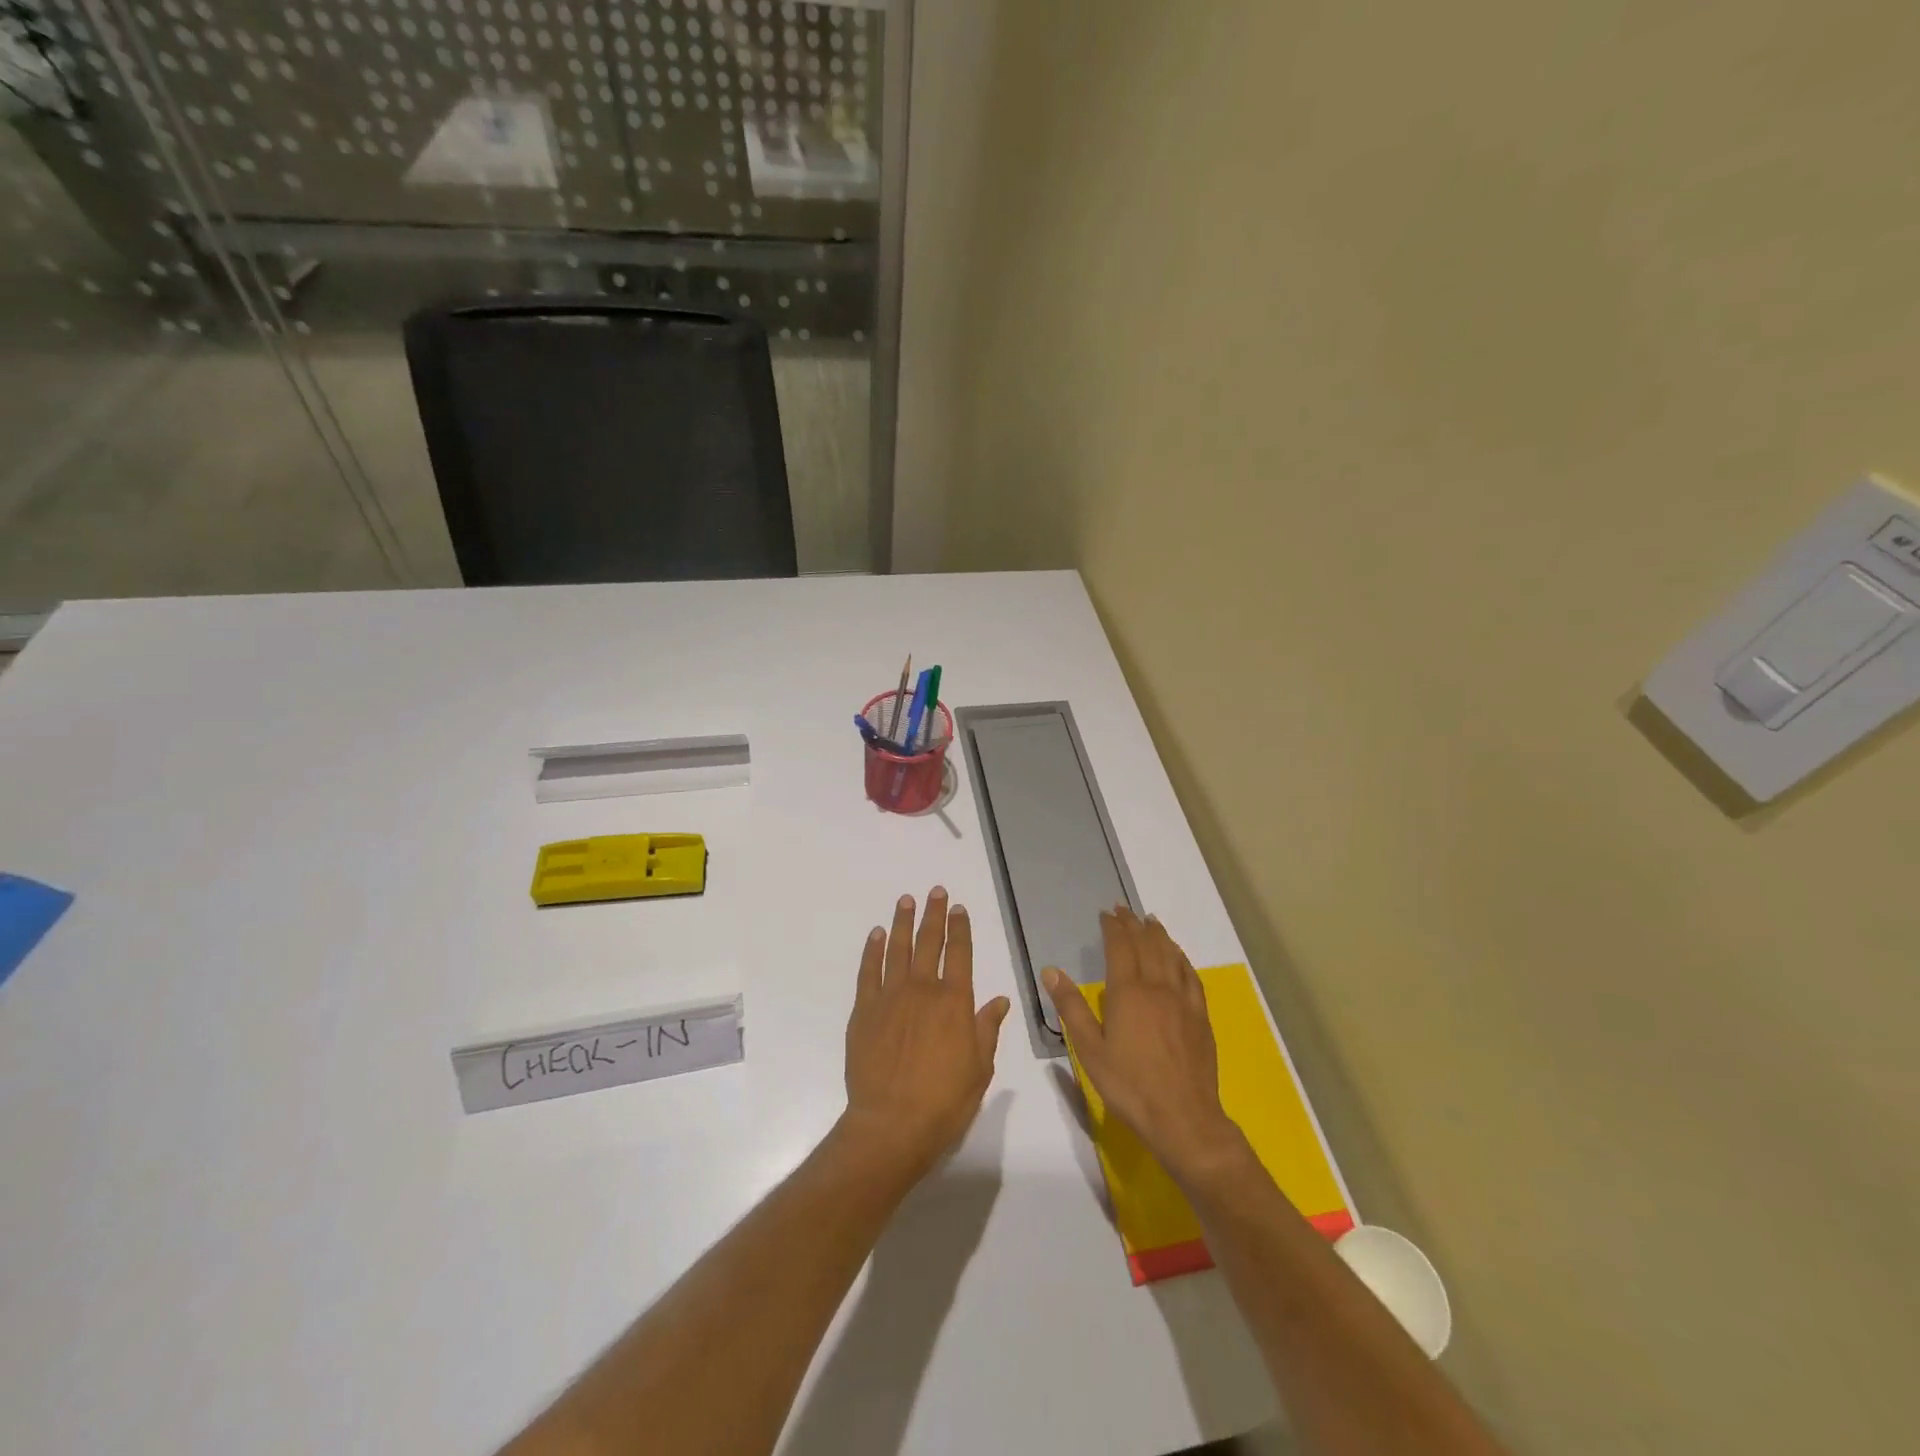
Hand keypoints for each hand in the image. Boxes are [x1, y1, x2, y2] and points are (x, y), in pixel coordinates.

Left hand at [842, 887, 1010, 1180]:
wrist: (892, 1124)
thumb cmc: (944, 1101)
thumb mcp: (979, 1068)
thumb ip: (987, 1029)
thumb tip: (1000, 1000)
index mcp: (954, 1002)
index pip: (960, 954)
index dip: (960, 928)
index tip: (958, 908)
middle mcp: (923, 990)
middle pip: (929, 942)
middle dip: (933, 915)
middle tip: (935, 891)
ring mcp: (890, 997)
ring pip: (898, 949)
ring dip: (903, 922)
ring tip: (906, 901)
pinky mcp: (864, 1011)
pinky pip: (869, 971)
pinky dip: (873, 950)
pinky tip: (877, 935)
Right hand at [1045, 907, 1247, 1186]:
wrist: (1183, 1118)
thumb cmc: (1129, 1085)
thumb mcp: (1090, 1049)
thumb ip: (1071, 1007)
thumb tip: (1051, 971)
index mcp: (1128, 992)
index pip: (1120, 947)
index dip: (1113, 927)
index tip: (1106, 913)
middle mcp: (1157, 987)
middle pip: (1146, 945)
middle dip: (1134, 924)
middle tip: (1125, 909)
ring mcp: (1182, 1000)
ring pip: (1171, 955)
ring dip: (1159, 935)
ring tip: (1151, 921)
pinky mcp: (1199, 1016)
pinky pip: (1191, 976)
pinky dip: (1182, 958)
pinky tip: (1179, 957)